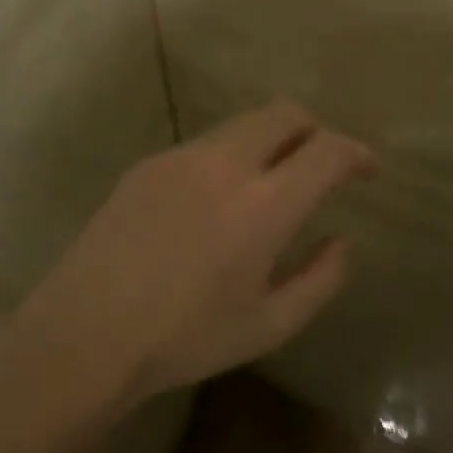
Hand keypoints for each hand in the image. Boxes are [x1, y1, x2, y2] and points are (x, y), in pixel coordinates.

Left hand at [12, 101, 376, 410]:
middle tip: (321, 164)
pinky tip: (214, 202)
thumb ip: (320, 280)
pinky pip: (204, 145)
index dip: (356, 153)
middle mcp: (225, 164)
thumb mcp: (269, 326)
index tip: (366, 169)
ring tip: (269, 183)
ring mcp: (181, 158)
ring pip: (242, 124)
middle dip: (314, 130)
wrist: (86, 332)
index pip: (327, 151)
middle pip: (284, 114)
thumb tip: (340, 241)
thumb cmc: (185, 339)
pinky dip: (230, 157)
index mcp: (264, 205)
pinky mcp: (147, 164)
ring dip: (270, 141)